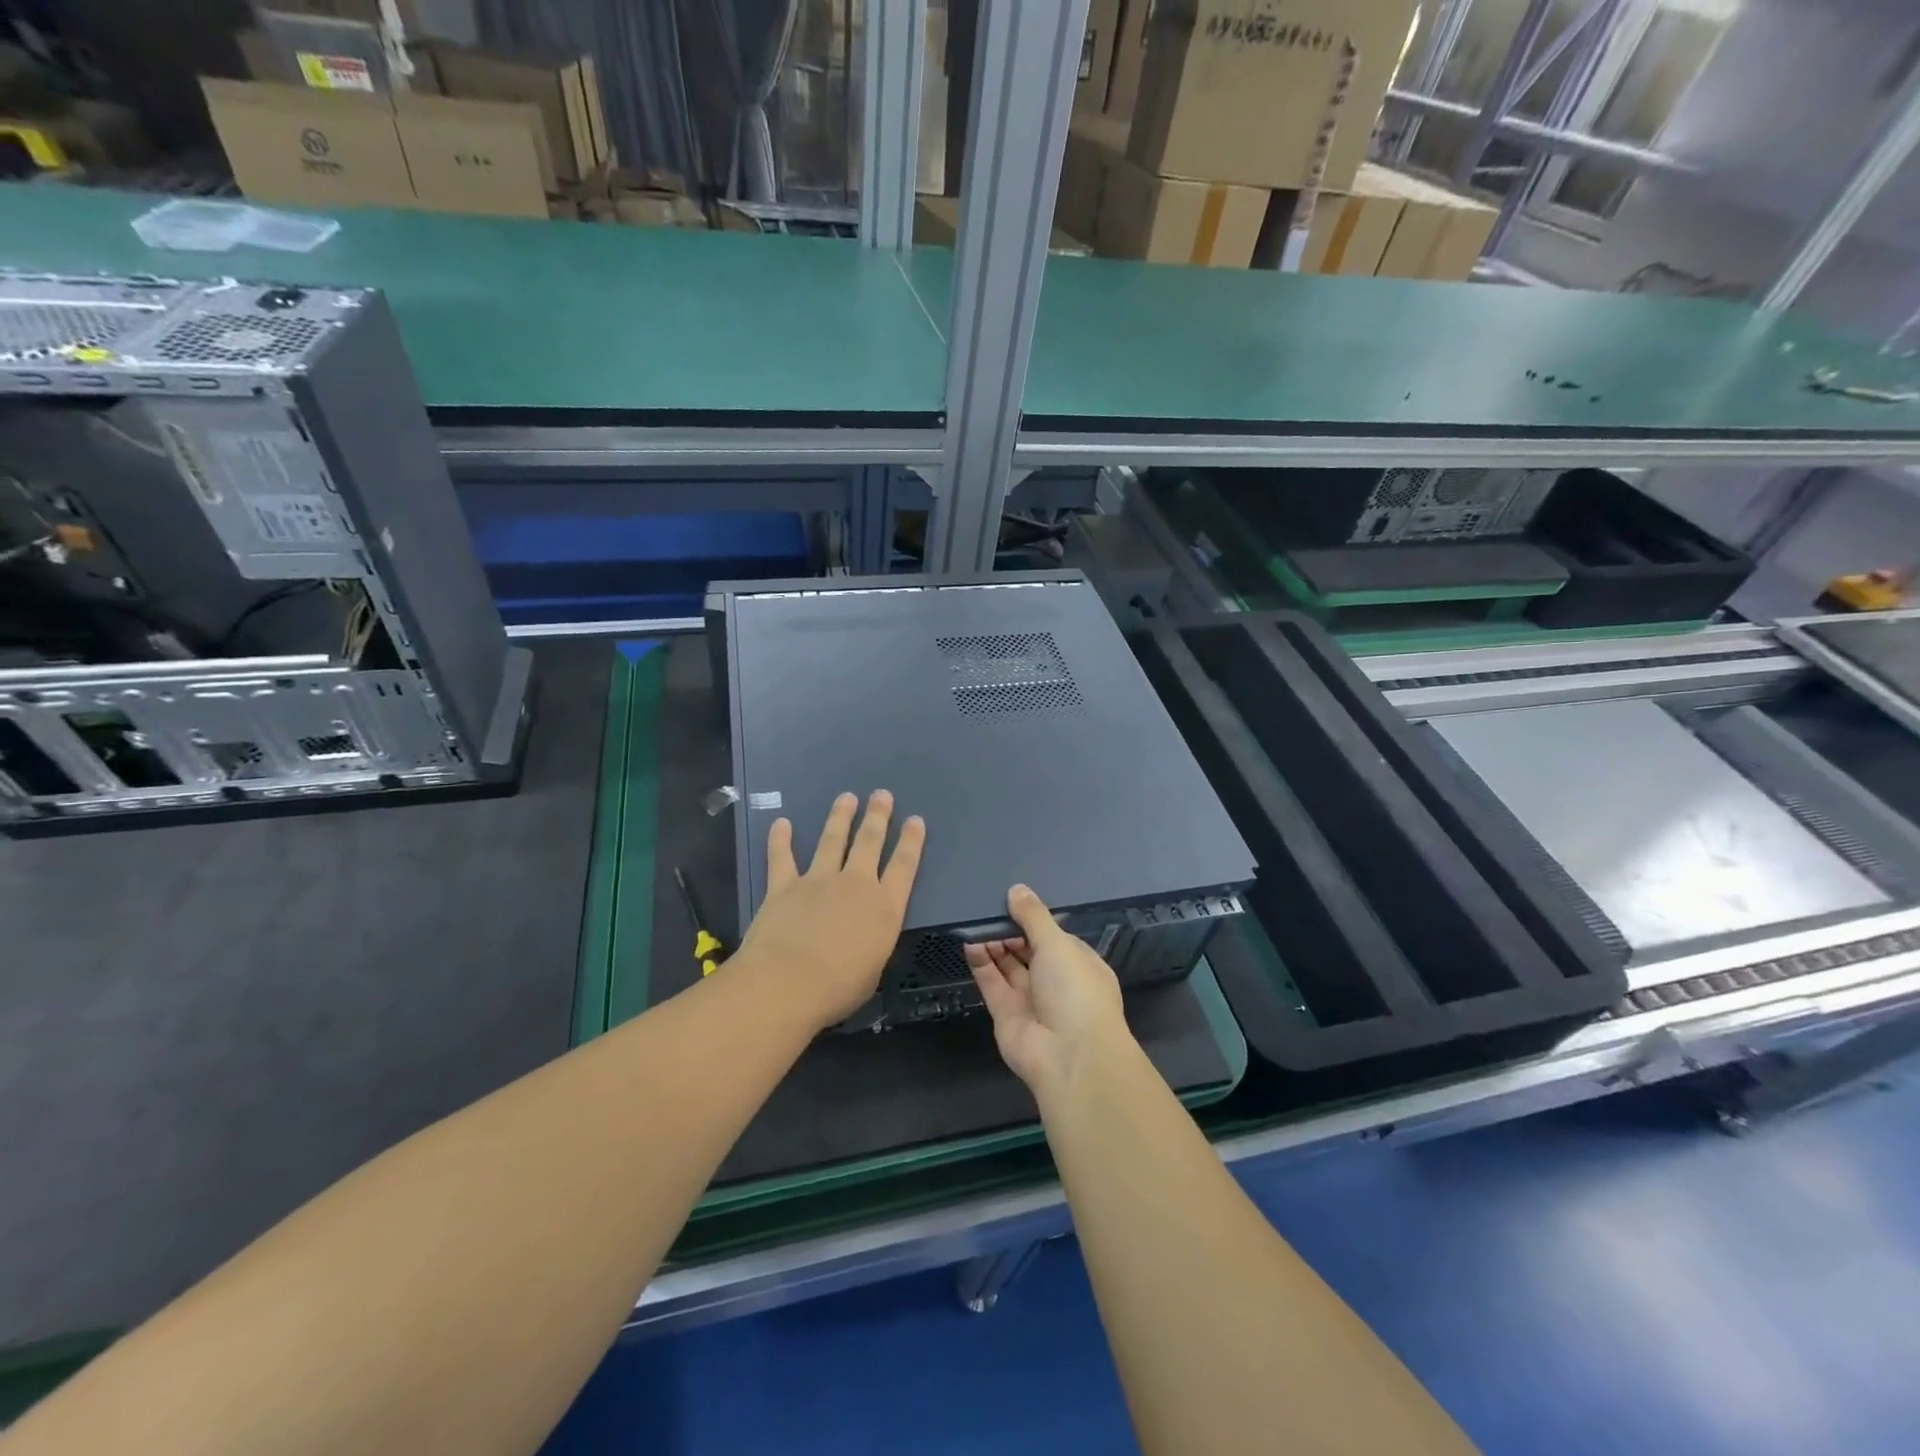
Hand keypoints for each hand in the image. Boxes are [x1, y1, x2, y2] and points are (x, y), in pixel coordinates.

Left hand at [735, 791, 925, 1030]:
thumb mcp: (872, 971)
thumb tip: (867, 939)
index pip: (904, 866)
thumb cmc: (837, 989)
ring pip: (832, 840)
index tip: (915, 820)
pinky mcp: (784, 886)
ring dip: (840, 817)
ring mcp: (818, 881)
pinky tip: (781, 823)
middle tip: (882, 795)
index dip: (911, 841)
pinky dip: (780, 840)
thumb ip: (872, 945)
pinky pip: (782, 857)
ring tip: (846, 798)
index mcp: (885, 908)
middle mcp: (855, 885)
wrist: (786, 983)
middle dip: (878, 816)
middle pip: (870, 842)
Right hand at [966, 885, 1131, 1102]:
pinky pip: (991, 982)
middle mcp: (1055, 981)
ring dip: (993, 943)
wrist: (1069, 1056)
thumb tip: (1017, 889)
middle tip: (986, 907)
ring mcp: (1030, 998)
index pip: (1054, 936)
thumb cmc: (1075, 990)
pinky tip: (969, 942)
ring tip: (974, 919)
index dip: (1034, 920)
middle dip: (1010, 930)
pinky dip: (980, 963)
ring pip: (1008, 965)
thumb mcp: (1058, 944)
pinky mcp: (1006, 1013)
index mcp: (1078, 964)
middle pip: (1028, 949)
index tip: (1011, 901)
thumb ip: (1034, 916)